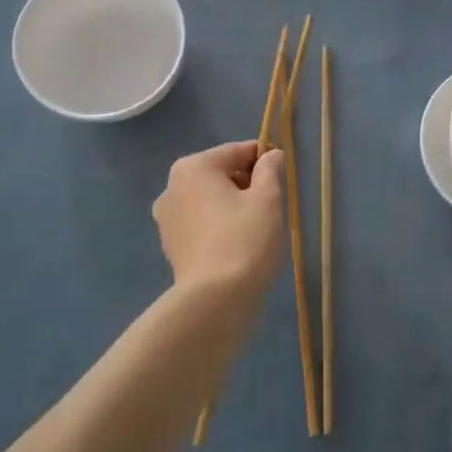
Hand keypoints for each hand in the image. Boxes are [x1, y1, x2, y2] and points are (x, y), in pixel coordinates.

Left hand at [152, 141, 286, 304]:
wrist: (216, 300)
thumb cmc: (245, 239)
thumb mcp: (268, 199)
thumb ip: (270, 170)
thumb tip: (271, 155)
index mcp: (193, 167)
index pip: (237, 152)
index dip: (264, 160)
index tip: (283, 177)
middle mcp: (172, 187)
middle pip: (220, 175)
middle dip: (247, 185)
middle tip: (272, 207)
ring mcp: (167, 219)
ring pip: (210, 201)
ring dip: (233, 207)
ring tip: (257, 230)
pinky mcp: (171, 246)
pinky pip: (202, 225)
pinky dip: (219, 228)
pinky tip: (238, 246)